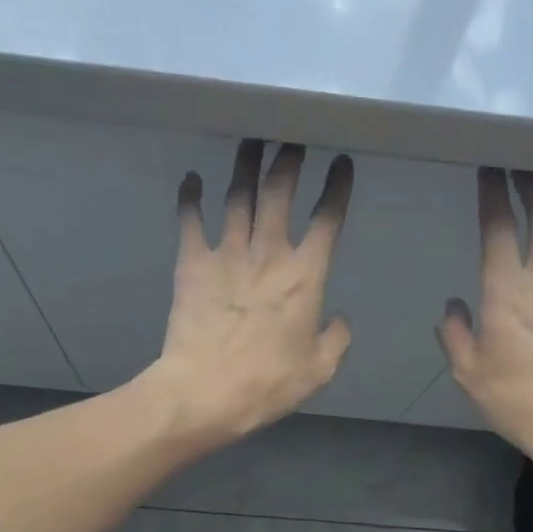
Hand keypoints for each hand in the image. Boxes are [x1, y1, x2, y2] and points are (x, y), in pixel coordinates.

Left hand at [147, 140, 353, 442]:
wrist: (205, 392)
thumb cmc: (267, 383)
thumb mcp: (319, 369)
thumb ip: (337, 338)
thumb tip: (339, 318)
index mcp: (306, 276)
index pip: (328, 219)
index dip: (337, 187)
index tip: (342, 163)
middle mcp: (269, 253)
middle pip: (280, 192)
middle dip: (289, 160)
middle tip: (293, 139)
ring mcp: (227, 254)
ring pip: (239, 195)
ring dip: (247, 165)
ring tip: (252, 141)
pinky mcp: (192, 263)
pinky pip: (190, 220)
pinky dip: (191, 196)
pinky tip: (192, 178)